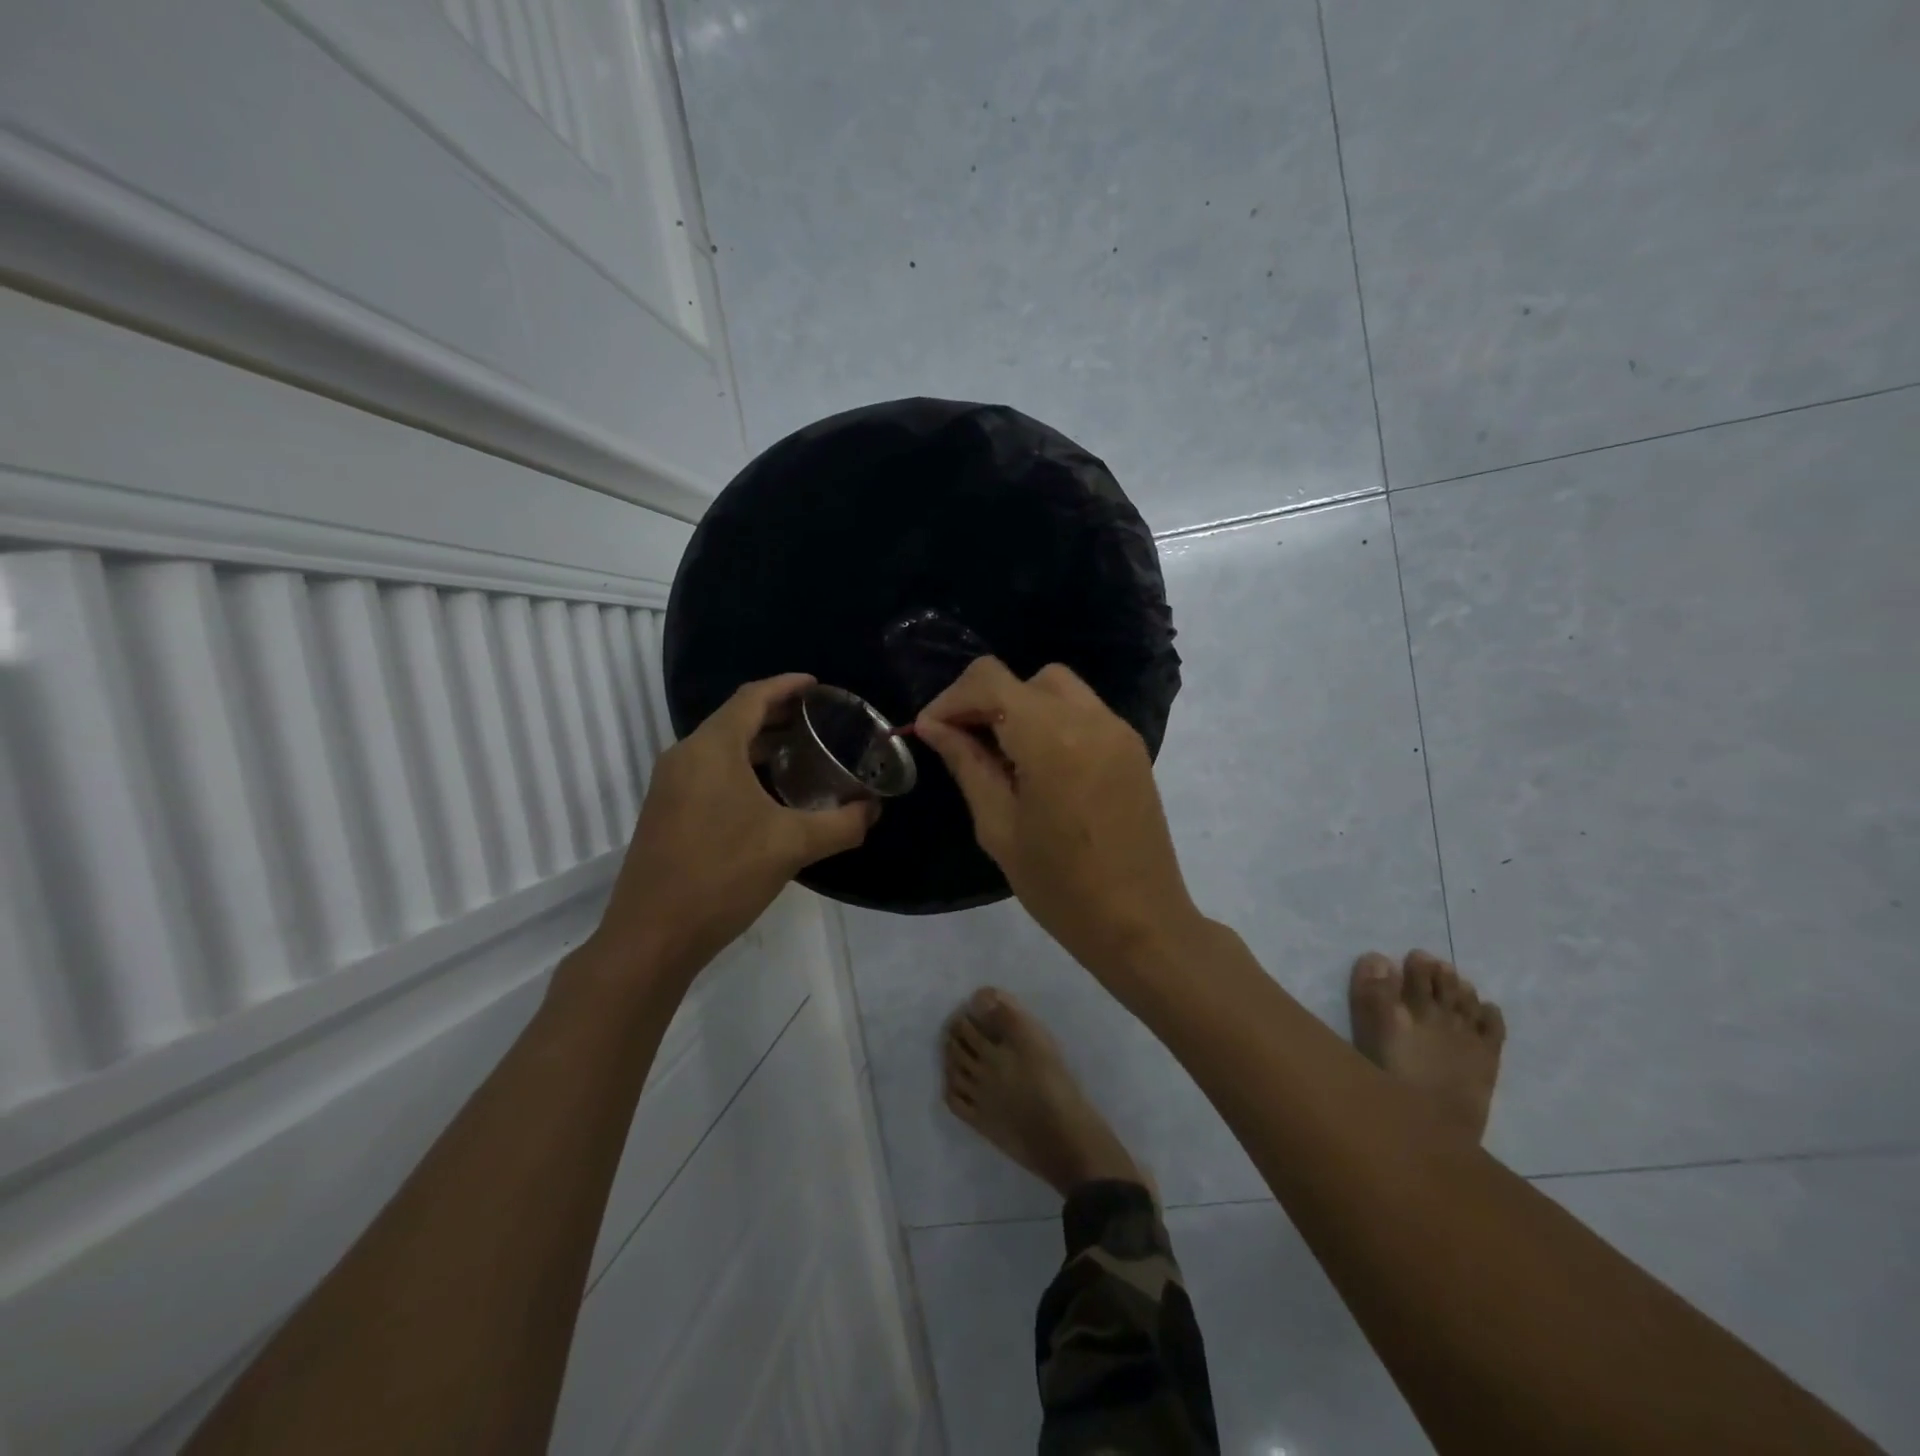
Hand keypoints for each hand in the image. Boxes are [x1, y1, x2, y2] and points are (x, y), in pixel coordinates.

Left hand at [589, 673, 875, 984]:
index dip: (787, 686)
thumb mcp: (792, 846)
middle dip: (778, 714)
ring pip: (722, 748)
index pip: (752, 697)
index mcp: (712, 749)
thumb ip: (841, 824)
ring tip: (803, 753)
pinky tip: (769, 795)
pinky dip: (743, 768)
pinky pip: (710, 772)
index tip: (819, 685)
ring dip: (760, 744)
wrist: (652, 936)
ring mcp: (671, 786)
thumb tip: (874, 810)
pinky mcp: (667, 812)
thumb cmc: (722, 876)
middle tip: (820, 720)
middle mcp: (685, 757)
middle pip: (736, 719)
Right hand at [914, 658, 1203, 978]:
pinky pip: (1083, 711)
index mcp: (1052, 739)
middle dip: (985, 701)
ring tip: (1002, 755)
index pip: (990, 680)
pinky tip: (1039, 766)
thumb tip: (934, 726)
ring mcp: (1118, 730)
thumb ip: (967, 764)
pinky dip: (1051, 720)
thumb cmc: (1060, 886)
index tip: (931, 731)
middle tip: (964, 744)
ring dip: (1020, 707)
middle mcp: (1090, 719)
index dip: (952, 698)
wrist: (1140, 922)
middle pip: (1024, 679)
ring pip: (1057, 688)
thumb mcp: (999, 827)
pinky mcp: (1132, 747)